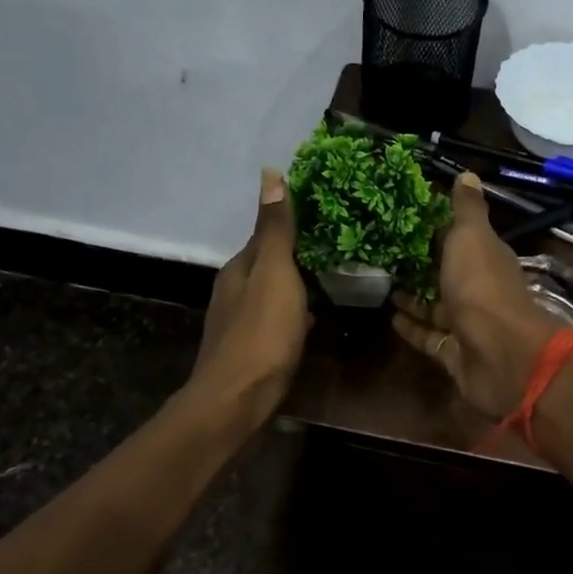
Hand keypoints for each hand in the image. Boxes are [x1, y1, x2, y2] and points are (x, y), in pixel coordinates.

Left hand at [190, 169, 309, 428]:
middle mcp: (234, 291)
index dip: (292, 223)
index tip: (326, 214)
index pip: (266, 235)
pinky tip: (314, 321)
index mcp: (239, 268)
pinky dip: (296, 315)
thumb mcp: (275, 274)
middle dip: (298, 256)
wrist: (238, 400)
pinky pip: (278, 321)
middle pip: (269, 265)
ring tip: (333, 279)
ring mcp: (242, 323)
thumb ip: (276, 229)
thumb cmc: (261, 333)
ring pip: (274, 294)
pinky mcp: (253, 351)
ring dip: (297, 286)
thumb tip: (269, 173)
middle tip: (338, 247)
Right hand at [392, 172, 556, 417]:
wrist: (500, 355)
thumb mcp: (472, 238)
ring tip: (380, 284)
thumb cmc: (482, 288)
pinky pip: (429, 338)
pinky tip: (389, 317)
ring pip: (436, 308)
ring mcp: (467, 325)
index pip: (460, 239)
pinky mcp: (454, 354)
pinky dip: (412, 328)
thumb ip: (467, 210)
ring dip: (412, 298)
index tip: (402, 218)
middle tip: (381, 253)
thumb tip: (468, 174)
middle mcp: (479, 290)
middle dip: (419, 265)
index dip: (434, 229)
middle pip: (446, 274)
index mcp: (487, 258)